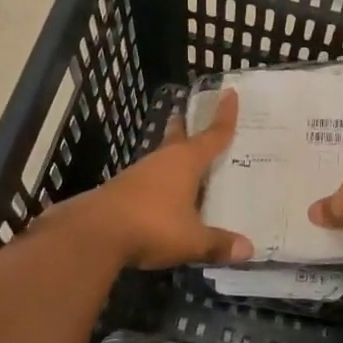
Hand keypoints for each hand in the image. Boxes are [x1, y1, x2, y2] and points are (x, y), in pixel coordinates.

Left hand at [47, 89, 252, 268]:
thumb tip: (249, 249)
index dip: (224, 115)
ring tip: (185, 159)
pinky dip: (160, 180)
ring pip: (162, 158)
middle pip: (178, 137)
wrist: (93, 234)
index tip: (229, 92)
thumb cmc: (152, 226)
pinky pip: (149, 179)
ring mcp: (138, 174)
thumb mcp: (192, 240)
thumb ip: (218, 243)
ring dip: (173, 156)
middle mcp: (163, 160)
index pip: (213, 134)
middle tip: (190, 114)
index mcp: (186, 162)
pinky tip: (164, 194)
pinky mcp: (121, 190)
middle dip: (186, 127)